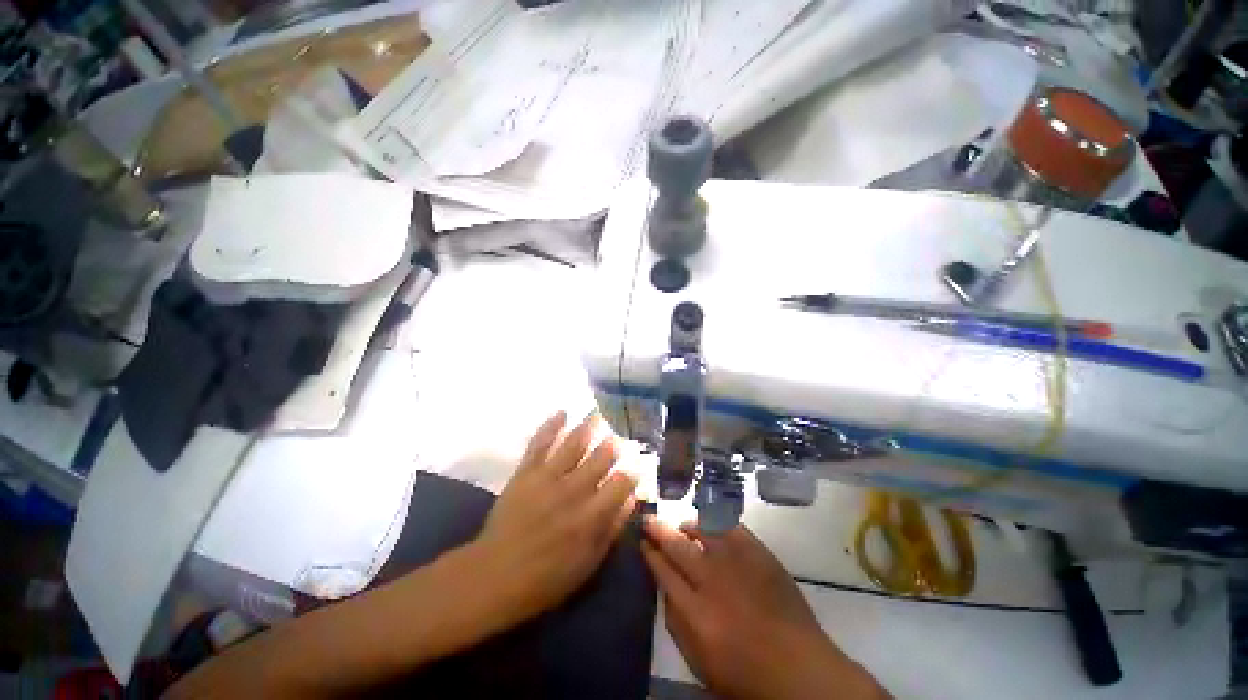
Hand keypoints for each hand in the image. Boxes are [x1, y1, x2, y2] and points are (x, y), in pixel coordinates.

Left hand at [468, 411, 637, 630]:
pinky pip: (540, 443)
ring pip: (574, 443)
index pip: (621, 483)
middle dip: (612, 446)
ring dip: (588, 426)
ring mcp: (548, 477)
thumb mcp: (588, 564)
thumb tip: (631, 499)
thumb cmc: (545, 578)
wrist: (494, 575)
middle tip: (617, 438)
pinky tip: (562, 413)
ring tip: (598, 414)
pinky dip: (551, 426)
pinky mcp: (526, 472)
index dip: (631, 473)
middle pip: (600, 457)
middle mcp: (573, 489)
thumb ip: (612, 529)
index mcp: (591, 515)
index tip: (634, 468)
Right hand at [642, 519, 887, 699]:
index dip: (650, 554)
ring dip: (688, 526)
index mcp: (696, 612)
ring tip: (683, 527)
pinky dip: (717, 524)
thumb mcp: (698, 661)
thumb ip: (676, 621)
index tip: (643, 542)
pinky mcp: (760, 553)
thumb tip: (665, 585)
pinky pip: (731, 528)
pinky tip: (713, 528)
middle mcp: (714, 580)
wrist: (799, 668)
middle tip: (648, 520)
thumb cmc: (744, 673)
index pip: (663, 571)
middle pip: (678, 546)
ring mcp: (739, 563)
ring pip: (703, 530)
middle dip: (659, 530)